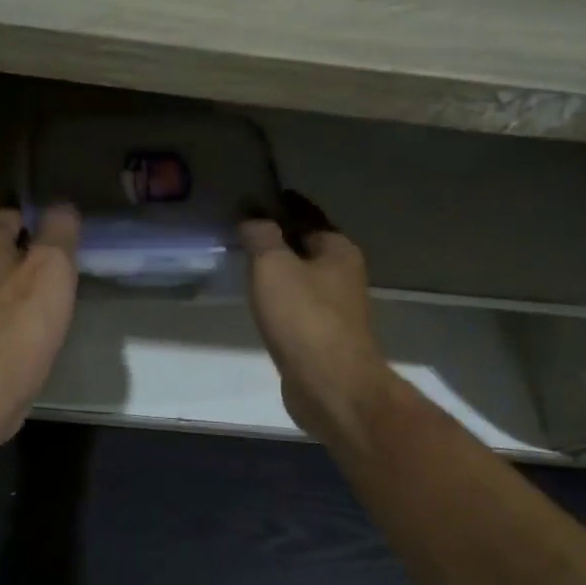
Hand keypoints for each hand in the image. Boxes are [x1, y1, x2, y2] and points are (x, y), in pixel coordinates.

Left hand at [0, 204, 79, 440]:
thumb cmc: (23, 320)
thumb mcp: (53, 264)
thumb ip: (59, 229)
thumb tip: (62, 207)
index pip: (12, 215)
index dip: (41, 222)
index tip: (66, 240)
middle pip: (2, 249)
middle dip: (30, 256)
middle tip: (64, 271)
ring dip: (20, 287)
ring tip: (52, 302)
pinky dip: (12, 316)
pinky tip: (32, 330)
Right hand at [239, 195, 393, 448]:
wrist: (329, 385)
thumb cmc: (304, 317)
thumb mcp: (273, 265)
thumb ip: (260, 236)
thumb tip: (251, 217)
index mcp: (338, 251)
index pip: (308, 216)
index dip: (282, 205)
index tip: (255, 199)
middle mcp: (343, 276)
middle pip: (306, 247)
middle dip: (279, 238)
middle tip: (242, 230)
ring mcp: (335, 310)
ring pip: (301, 279)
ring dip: (278, 270)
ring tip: (245, 262)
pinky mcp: (322, 338)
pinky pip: (296, 307)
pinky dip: (279, 299)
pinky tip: (258, 301)